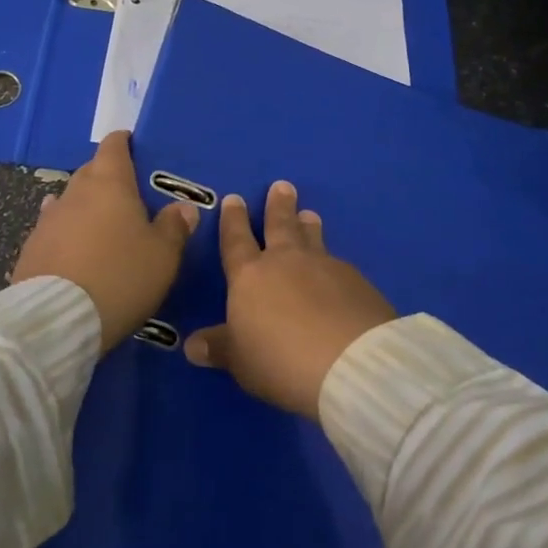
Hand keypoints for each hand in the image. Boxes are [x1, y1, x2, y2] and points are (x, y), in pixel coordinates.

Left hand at [11, 131, 199, 351]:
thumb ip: (175, 227)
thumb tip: (183, 207)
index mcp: (109, 184)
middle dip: (107, 176)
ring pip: (70, 201)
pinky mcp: (30, 249)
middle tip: (127, 193)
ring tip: (100, 222)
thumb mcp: (163, 256)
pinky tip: (71, 245)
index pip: (114, 147)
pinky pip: (54, 230)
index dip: (123, 143)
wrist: (57, 320)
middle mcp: (75, 193)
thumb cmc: (120, 276)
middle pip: (91, 172)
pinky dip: (66, 233)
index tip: (132, 144)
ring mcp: (47, 220)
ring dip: (84, 207)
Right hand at [185, 181, 396, 419]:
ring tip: (310, 214)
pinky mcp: (356, 282)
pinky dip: (333, 262)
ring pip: (313, 238)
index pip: (236, 241)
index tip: (234, 198)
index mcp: (250, 276)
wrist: (349, 362)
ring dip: (309, 225)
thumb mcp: (240, 360)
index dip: (233, 220)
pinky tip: (338, 268)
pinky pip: (339, 264)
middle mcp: (286, 261)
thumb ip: (219, 348)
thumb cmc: (280, 359)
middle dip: (278, 206)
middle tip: (282, 186)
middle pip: (280, 226)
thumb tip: (191, 346)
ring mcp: (324, 267)